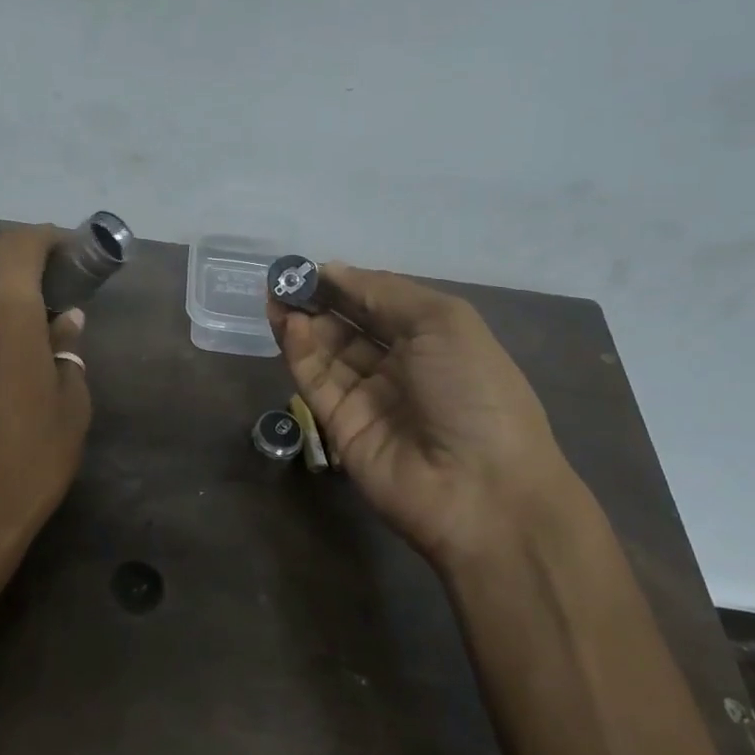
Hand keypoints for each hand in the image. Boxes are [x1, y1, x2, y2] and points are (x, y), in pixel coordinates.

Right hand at [269, 264, 593, 578]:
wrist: (479, 488)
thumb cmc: (473, 391)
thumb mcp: (443, 322)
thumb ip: (384, 293)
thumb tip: (333, 271)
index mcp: (434, 340)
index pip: (380, 303)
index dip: (346, 284)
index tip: (311, 266)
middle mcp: (400, 366)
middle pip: (350, 327)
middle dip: (318, 301)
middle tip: (284, 280)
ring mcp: (369, 398)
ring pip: (327, 352)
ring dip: (302, 322)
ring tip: (275, 296)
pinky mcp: (340, 426)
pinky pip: (317, 382)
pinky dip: (300, 352)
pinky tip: (288, 325)